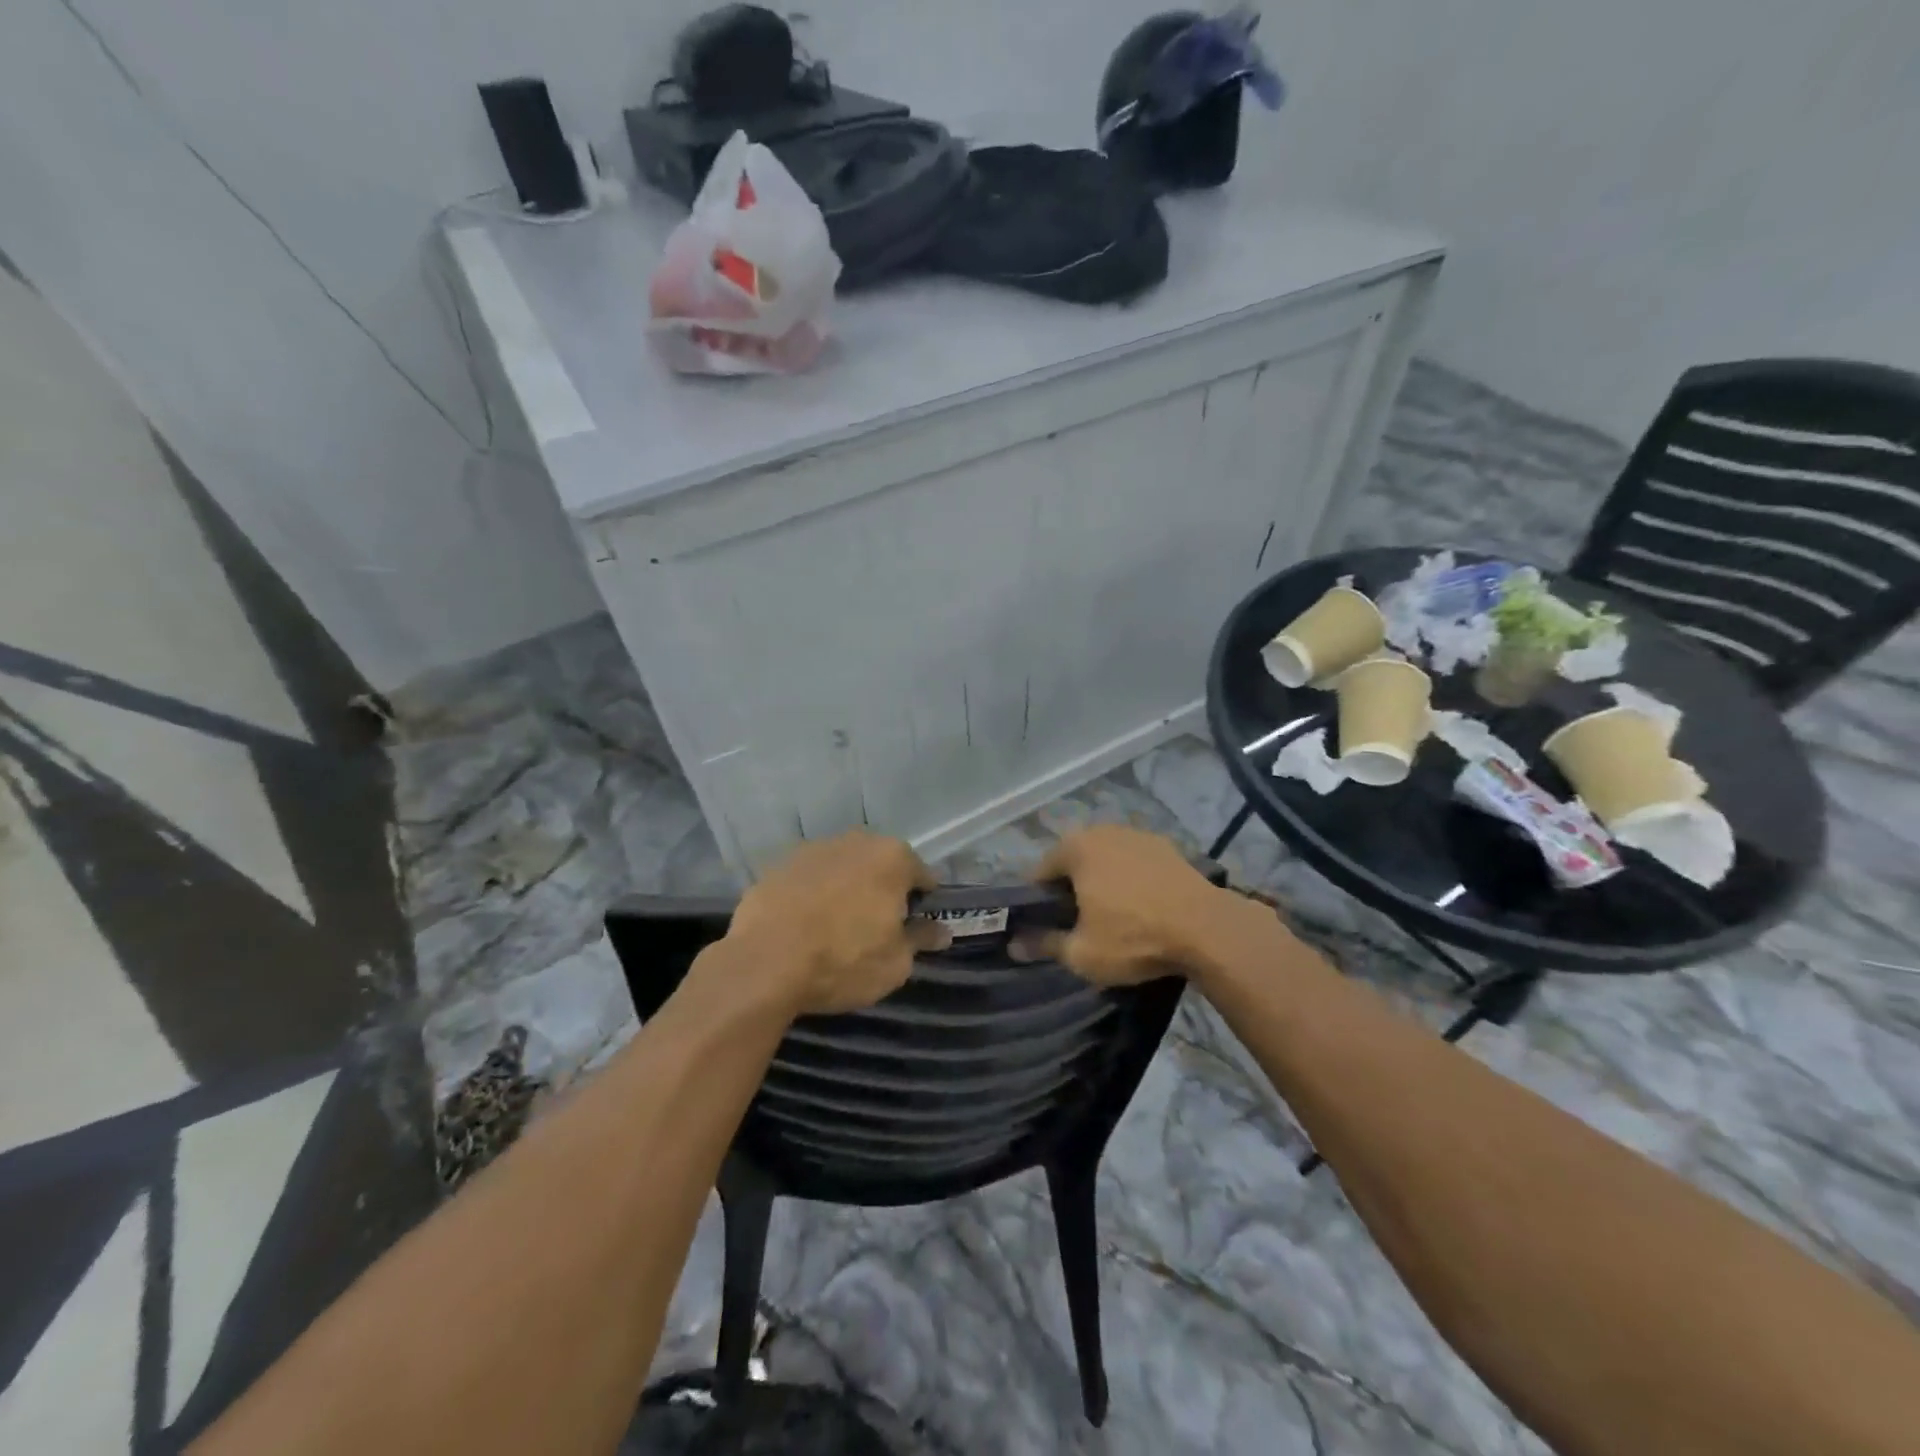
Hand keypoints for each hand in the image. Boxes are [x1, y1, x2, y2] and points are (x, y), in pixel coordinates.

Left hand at [724, 831, 948, 1015]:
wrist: (764, 963)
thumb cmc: (843, 961)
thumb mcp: (895, 963)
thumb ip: (920, 940)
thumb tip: (940, 931)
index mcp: (893, 858)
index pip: (923, 876)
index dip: (922, 904)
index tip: (915, 928)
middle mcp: (856, 841)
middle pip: (881, 865)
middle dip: (883, 890)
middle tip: (876, 928)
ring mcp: (813, 849)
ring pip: (843, 868)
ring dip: (847, 889)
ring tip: (836, 927)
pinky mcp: (779, 864)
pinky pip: (809, 879)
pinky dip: (813, 894)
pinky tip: (804, 924)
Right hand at [1012, 825, 1236, 985]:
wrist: (1208, 929)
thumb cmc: (1134, 937)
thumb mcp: (1082, 953)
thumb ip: (1044, 945)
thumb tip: (1014, 945)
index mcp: (1075, 848)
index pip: (1039, 873)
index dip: (1036, 903)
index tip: (1042, 928)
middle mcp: (1103, 831)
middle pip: (1073, 862)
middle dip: (1069, 889)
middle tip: (1075, 925)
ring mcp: (1138, 835)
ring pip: (1105, 860)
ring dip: (1101, 882)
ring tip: (1110, 917)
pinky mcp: (1167, 847)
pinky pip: (1134, 863)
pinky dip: (1130, 880)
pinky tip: (1140, 907)